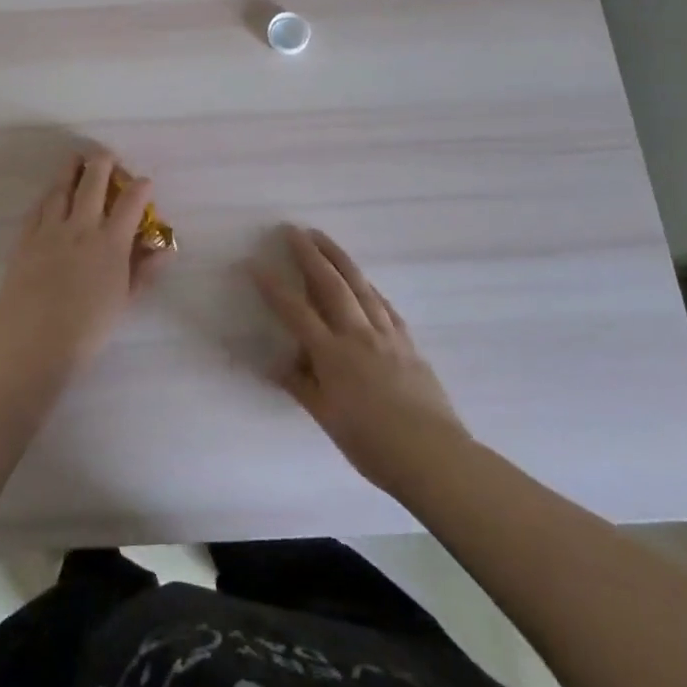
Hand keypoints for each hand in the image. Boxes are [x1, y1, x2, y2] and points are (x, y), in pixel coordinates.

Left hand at [0, 153, 164, 382]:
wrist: (34, 345)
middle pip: (92, 183)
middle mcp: (80, 228)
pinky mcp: (24, 241)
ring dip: (70, 171)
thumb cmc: (87, 330)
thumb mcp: (124, 301)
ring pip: (60, 189)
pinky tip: (50, 194)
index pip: (130, 203)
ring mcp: (48, 232)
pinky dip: (47, 196)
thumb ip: (144, 271)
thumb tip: (164, 249)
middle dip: (102, 164)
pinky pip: (37, 209)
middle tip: (106, 155)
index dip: (140, 188)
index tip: (144, 182)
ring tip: (75, 160)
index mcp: (110, 243)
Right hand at [255, 227, 467, 496]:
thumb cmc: (372, 444)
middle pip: (331, 284)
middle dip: (310, 254)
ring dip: (339, 258)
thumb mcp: (327, 419)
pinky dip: (369, 287)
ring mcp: (386, 334)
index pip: (295, 311)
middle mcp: (358, 335)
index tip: (253, 263)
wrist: (433, 456)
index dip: (272, 286)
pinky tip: (365, 281)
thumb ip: (301, 385)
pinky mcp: (408, 342)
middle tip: (293, 230)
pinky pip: (384, 305)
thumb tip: (276, 364)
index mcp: (332, 355)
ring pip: (360, 285)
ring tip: (323, 238)